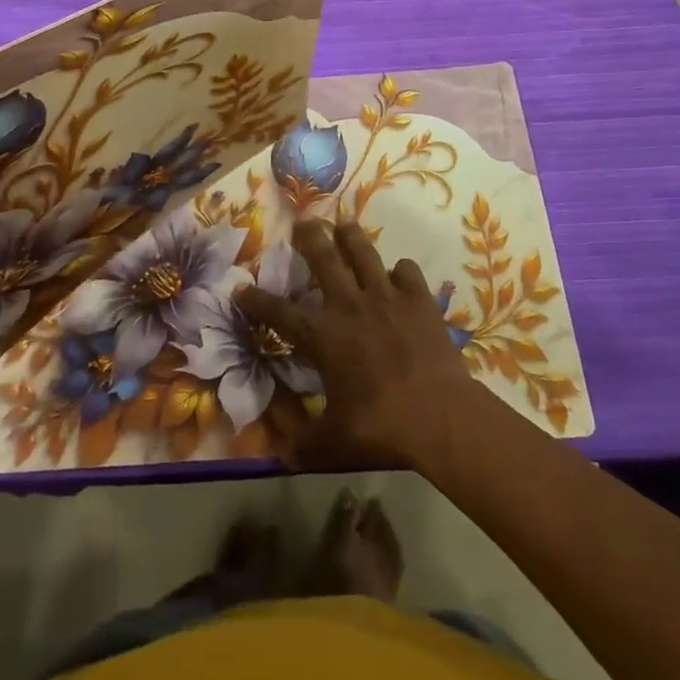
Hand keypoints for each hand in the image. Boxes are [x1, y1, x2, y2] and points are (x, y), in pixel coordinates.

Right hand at [239, 219, 489, 472]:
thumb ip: (304, 445)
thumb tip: (278, 457)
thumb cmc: (380, 426)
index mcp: (323, 336)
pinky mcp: (418, 299)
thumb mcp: (333, 443)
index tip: (241, 289)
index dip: (256, 300)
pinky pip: (406, 271)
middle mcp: (349, 306)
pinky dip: (400, 271)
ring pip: (363, 252)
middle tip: (303, 222)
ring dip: (351, 237)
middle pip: (324, 258)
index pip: (279, 313)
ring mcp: (385, 297)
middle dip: (309, 237)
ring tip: (344, 224)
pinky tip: (398, 276)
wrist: (438, 415)